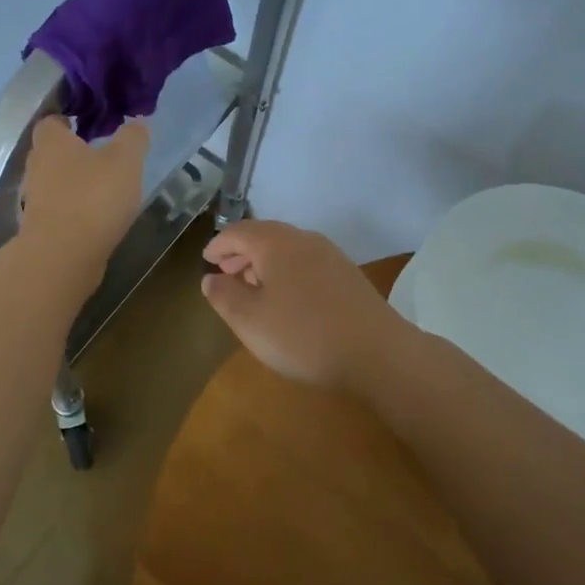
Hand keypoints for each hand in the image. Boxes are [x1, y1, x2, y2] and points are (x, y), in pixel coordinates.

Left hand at [17, 116, 149, 262]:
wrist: (62, 257)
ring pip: (55, 182)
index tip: (92, 123)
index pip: (52, 120)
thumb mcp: (125, 161)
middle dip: (74, 152)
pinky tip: (97, 216)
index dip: (70, 119)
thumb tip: (137, 123)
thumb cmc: (92, 198)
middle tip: (103, 154)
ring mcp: (35, 200)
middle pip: (52, 152)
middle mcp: (36, 167)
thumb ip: (132, 138)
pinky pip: (59, 210)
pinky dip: (75, 210)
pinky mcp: (41, 228)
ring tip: (105, 187)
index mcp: (52, 142)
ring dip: (75, 183)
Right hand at [201, 221, 410, 391]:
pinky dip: (286, 272)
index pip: (238, 232)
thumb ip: (224, 296)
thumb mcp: (249, 321)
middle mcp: (303, 239)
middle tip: (225, 273)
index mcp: (275, 243)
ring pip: (287, 249)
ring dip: (264, 263)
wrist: (378, 353)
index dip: (218, 245)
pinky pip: (306, 263)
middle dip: (241, 253)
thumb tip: (211, 279)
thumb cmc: (303, 335)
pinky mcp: (348, 275)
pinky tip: (287, 299)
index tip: (206, 261)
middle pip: (264, 236)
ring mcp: (330, 255)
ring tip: (252, 288)